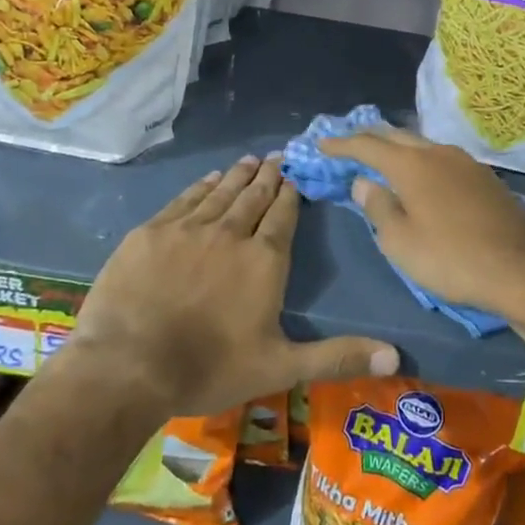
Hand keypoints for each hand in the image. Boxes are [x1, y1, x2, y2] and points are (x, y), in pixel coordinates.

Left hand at [60, 155, 398, 417]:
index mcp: (264, 260)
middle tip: (277, 156)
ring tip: (251, 160)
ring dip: (238, 175)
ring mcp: (188, 229)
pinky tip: (209, 179)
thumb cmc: (209, 368)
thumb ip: (337, 357)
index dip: (291, 194)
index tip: (296, 175)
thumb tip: (396, 356)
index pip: (283, 216)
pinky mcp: (151, 232)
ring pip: (221, 193)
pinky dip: (201, 187)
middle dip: (269, 177)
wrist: (127, 366)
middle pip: (254, 197)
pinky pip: (184, 200)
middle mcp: (230, 233)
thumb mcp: (280, 367)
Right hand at [317, 126, 524, 326]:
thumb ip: (378, 207)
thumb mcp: (401, 242)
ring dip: (399, 148)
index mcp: (412, 164)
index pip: (368, 145)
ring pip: (423, 145)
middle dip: (370, 138)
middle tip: (350, 145)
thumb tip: (364, 182)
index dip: (342, 144)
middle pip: (397, 135)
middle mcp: (438, 152)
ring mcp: (466, 162)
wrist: (521, 269)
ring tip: (384, 158)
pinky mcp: (485, 177)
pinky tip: (422, 177)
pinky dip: (422, 161)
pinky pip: (443, 159)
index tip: (322, 144)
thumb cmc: (451, 259)